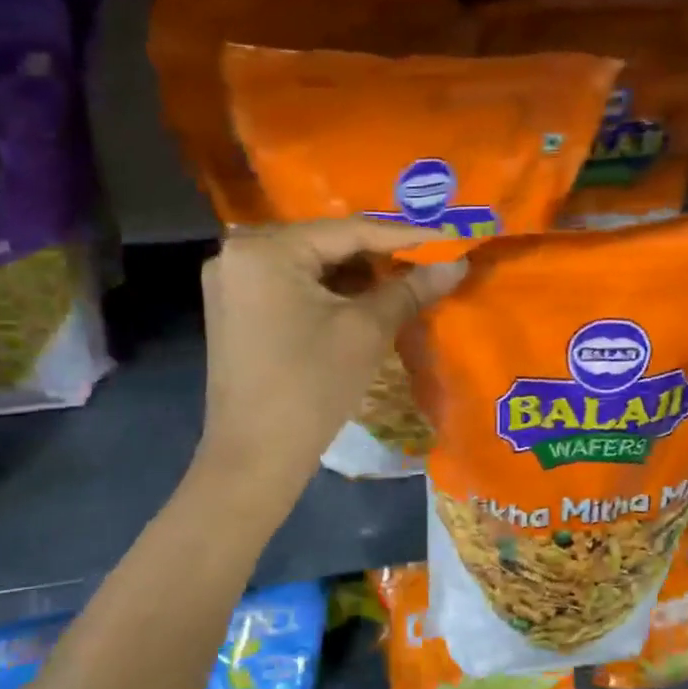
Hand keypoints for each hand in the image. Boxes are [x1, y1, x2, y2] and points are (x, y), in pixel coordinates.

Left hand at [195, 218, 466, 502]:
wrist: (255, 457)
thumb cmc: (311, 388)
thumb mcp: (366, 332)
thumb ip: (409, 289)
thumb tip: (456, 262)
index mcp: (264, 250)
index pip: (347, 231)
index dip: (404, 235)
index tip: (448, 237)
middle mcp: (238, 252)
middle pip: (324, 243)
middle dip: (378, 255)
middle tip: (427, 260)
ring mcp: (231, 282)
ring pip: (308, 265)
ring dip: (354, 274)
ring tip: (403, 281)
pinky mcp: (234, 309)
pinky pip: (290, 286)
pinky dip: (328, 291)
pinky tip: (363, 301)